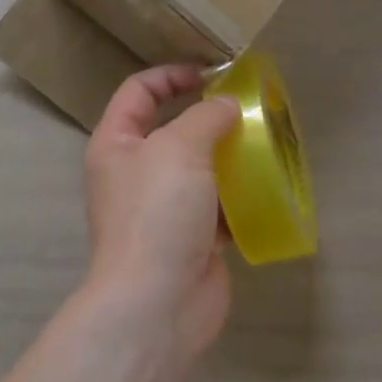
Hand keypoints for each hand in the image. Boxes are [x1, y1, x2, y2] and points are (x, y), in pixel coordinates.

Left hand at [83, 65, 240, 361]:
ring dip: (227, 155)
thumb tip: (226, 105)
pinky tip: (265, 185)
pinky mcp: (190, 238)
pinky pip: (216, 205)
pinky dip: (238, 195)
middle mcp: (134, 171)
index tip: (210, 75)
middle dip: (207, 116)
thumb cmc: (157, 212)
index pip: (139, 91)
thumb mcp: (179, 148)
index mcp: (116, 143)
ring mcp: (161, 207)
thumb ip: (205, 116)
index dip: (171, 75)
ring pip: (198, 167)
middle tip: (245, 108)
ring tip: (262, 142)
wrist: (157, 306)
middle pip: (171, 128)